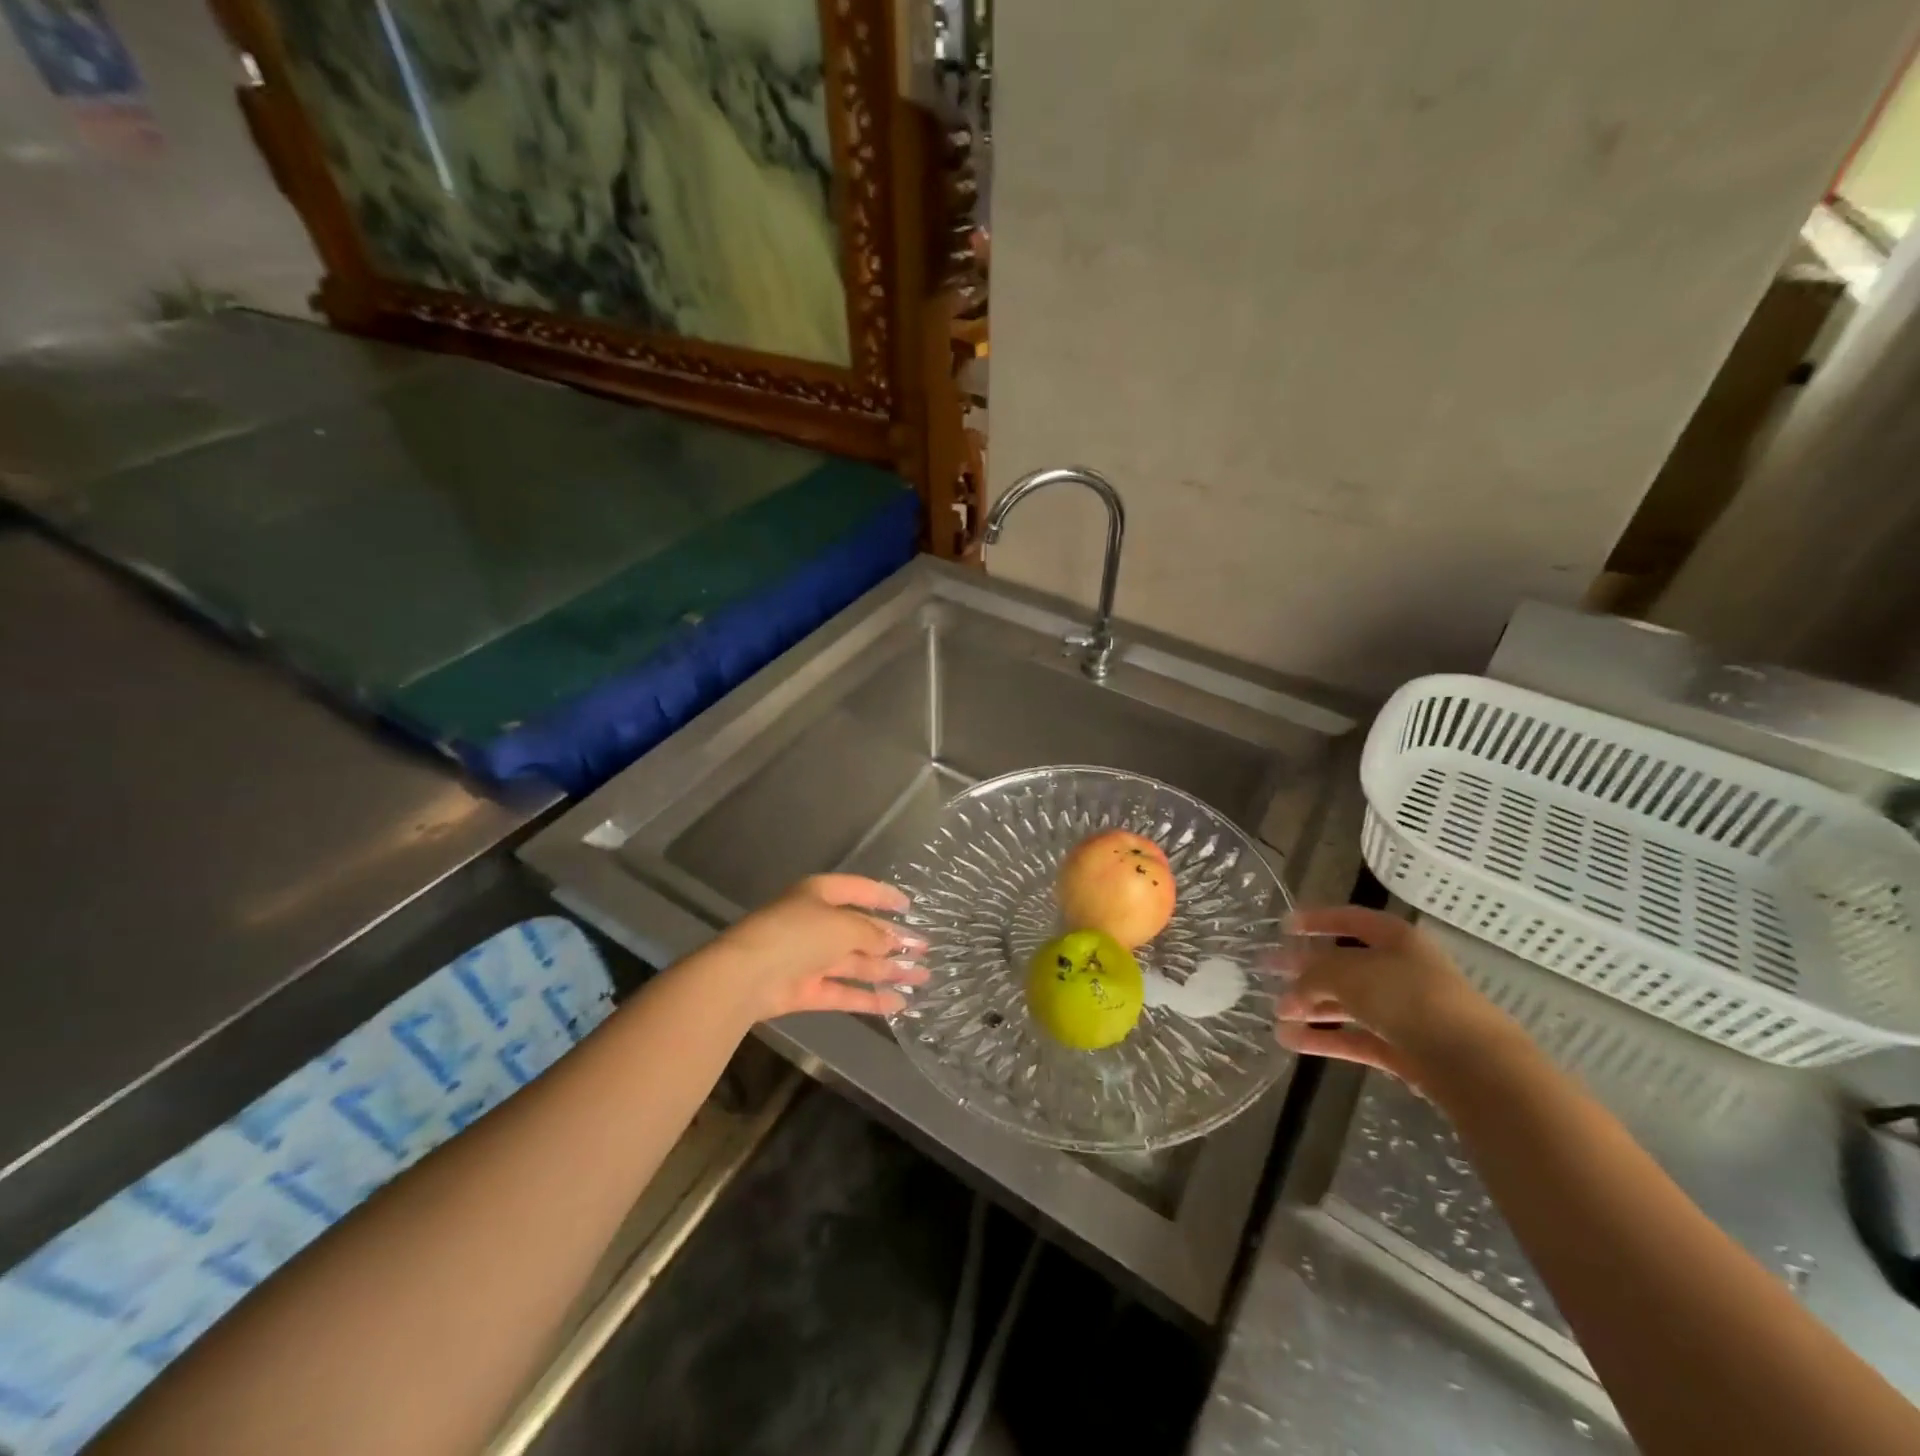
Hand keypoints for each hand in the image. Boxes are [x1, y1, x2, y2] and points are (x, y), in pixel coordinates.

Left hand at [696, 875, 927, 1022]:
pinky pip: (844, 991)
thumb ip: (872, 934)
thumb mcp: (843, 926)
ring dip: (888, 970)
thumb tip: (893, 942)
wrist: (746, 976)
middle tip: (926, 949)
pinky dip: (870, 998)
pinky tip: (898, 1004)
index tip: (910, 906)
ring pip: (856, 963)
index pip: (860, 890)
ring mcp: (810, 958)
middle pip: (861, 930)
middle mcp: (816, 923)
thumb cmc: (797, 934)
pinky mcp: (806, 990)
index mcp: (821, 894)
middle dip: (893, 940)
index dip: (885, 897)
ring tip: (923, 976)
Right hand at [1275, 906, 1515, 1088]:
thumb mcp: (1347, 973)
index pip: (1349, 920)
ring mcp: (1403, 1012)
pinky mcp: (1403, 1050)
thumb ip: (1313, 974)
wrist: (1473, 1064)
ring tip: (1276, 1014)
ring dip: (1310, 1007)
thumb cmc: (1408, 998)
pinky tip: (1290, 1041)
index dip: (1316, 919)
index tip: (1283, 926)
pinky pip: (1354, 1038)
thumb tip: (1292, 991)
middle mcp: (1400, 970)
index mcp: (1395, 938)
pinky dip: (1324, 1039)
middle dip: (1304, 968)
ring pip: (1347, 1004)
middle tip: (1267, 970)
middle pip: (1343, 964)